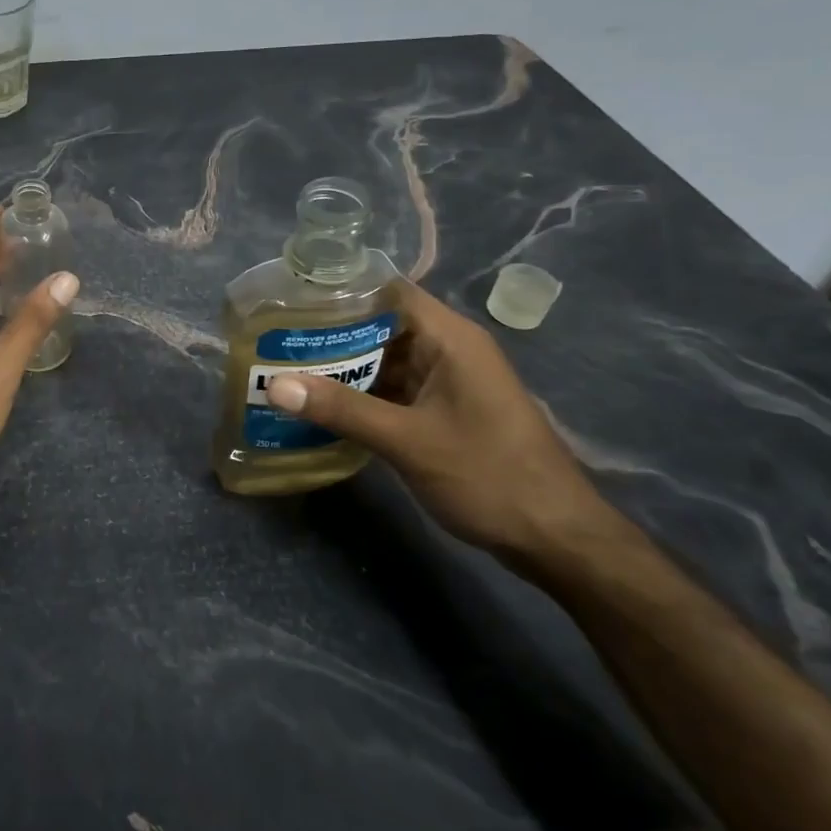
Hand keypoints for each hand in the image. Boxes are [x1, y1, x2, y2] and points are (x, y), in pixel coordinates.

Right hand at [265, 282, 621, 559]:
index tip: (291, 302)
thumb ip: (342, 410)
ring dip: (342, 367)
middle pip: (381, 325)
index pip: (387, 291)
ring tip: (286, 369)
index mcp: (450, 338)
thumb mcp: (408, 441)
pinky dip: (360, 394)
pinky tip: (321, 406)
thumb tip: (274, 386)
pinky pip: (394, 389)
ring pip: (384, 360)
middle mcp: (448, 350)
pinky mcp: (443, 411)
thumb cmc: (488, 476)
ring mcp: (447, 382)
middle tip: (276, 341)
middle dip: (330, 333)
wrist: (556, 539)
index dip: (340, 292)